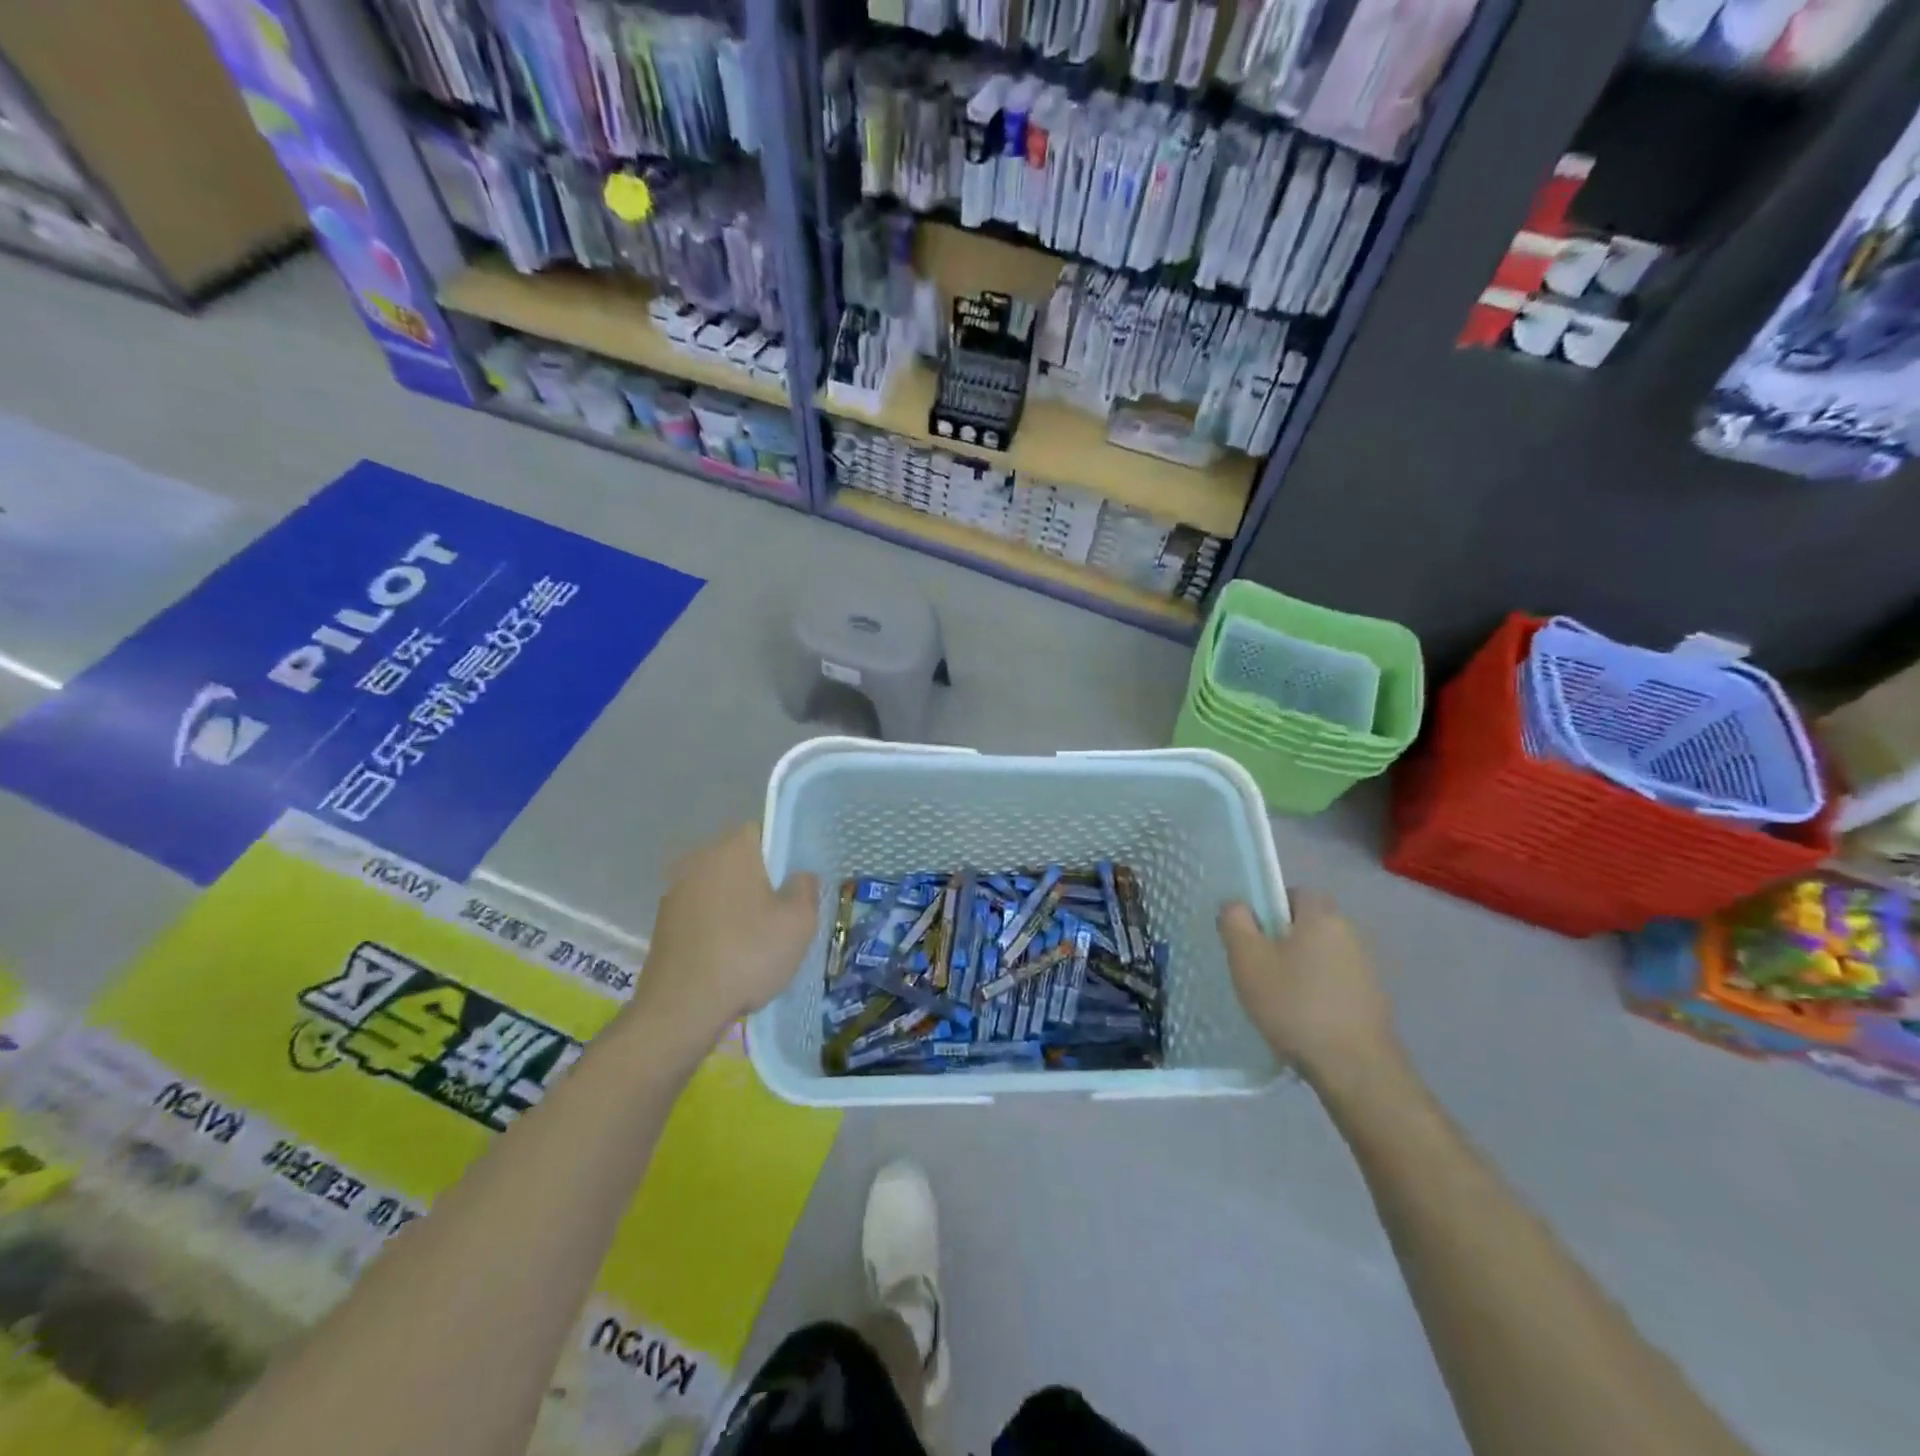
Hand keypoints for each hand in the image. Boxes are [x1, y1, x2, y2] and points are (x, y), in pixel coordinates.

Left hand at [629, 824, 819, 1046]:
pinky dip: (716, 925)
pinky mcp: (663, 922)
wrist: (682, 1008)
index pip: (762, 831)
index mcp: (732, 848)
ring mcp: (675, 891)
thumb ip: (806, 889)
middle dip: (760, 880)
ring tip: (756, 940)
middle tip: (781, 914)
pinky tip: (729, 956)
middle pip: (739, 859)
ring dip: (736, 904)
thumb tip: (800, 876)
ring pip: (719, 887)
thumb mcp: (799, 923)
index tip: (794, 883)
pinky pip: (701, 912)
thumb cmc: (748, 955)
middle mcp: (699, 859)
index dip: (782, 853)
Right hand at [1218, 892, 1397, 1084]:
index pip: (1293, 893)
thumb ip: (1235, 923)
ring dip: (1299, 968)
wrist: (1355, 1068)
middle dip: (1282, 941)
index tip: (1251, 937)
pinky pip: (1334, 982)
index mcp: (1322, 915)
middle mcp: (1350, 933)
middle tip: (1258, 968)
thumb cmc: (1294, 1005)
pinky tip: (1302, 1019)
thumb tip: (1236, 904)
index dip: (1268, 909)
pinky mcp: (1372, 999)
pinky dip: (1317, 992)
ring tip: (1277, 999)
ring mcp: (1366, 968)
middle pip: (1307, 925)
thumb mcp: (1248, 960)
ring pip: (1320, 954)